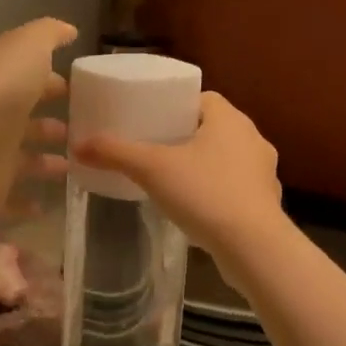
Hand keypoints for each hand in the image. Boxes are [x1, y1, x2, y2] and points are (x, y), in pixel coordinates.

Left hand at [0, 18, 75, 216]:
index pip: (30, 81)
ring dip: (46, 163)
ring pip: (23, 160)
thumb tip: (68, 30)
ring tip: (76, 165)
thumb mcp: (27, 48)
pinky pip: (11, 198)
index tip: (78, 92)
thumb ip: (48, 35)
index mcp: (4, 83)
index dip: (52, 83)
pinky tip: (48, 202)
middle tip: (83, 132)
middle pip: (26, 121)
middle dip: (51, 125)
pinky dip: (28, 201)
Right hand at [74, 92, 283, 257]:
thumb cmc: (204, 194)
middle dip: (187, 135)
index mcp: (229, 119)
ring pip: (228, 157)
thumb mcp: (151, 169)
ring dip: (205, 164)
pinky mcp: (267, 202)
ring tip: (174, 178)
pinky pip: (237, 186)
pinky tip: (197, 206)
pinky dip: (218, 190)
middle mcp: (253, 138)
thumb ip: (115, 153)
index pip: (203, 98)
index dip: (178, 105)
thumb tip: (78, 144)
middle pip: (214, 127)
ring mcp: (265, 172)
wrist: (253, 247)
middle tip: (155, 148)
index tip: (154, 118)